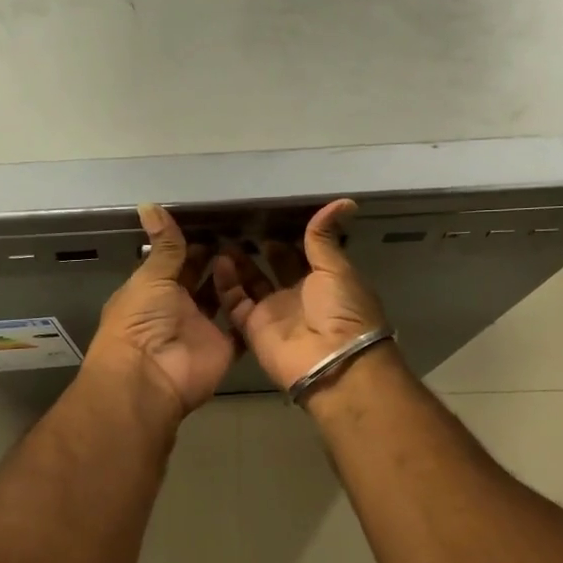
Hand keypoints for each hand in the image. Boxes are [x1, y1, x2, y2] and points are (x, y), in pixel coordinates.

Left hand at [84, 204, 236, 416]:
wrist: (150, 377)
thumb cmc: (141, 322)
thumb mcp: (151, 278)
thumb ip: (163, 245)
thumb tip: (148, 203)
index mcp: (153, 291)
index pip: (175, 263)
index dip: (192, 246)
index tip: (215, 224)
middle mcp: (177, 309)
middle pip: (200, 281)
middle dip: (216, 260)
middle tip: (240, 234)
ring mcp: (201, 329)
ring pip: (222, 300)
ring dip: (234, 280)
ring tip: (253, 252)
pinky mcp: (223, 348)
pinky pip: (240, 328)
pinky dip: (251, 312)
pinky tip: (267, 286)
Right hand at [213, 199, 388, 392]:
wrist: (332, 362)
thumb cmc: (342, 310)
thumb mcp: (336, 268)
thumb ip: (325, 237)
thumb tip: (344, 201)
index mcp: (324, 280)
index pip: (302, 253)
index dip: (288, 235)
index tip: (268, 212)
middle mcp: (298, 295)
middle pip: (274, 267)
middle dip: (260, 246)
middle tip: (240, 222)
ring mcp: (273, 312)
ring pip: (251, 282)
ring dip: (238, 262)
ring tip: (222, 237)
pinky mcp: (252, 327)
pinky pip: (234, 302)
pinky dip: (225, 283)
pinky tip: (218, 260)